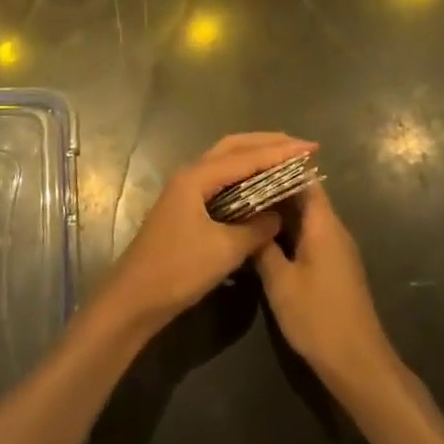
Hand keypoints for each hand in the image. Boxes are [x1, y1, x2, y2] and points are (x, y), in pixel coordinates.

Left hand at [99, 133, 316, 333]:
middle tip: (299, 147)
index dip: (280, 152)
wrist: (133, 299)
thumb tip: (278, 216)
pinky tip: (258, 187)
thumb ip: (255, 229)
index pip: (246, 156)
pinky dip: (243, 177)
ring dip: (254, 157)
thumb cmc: (177, 271)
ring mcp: (185, 190)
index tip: (311, 148)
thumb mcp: (224, 252)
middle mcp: (190, 175)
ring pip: (225, 162)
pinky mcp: (185, 207)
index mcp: (197, 177)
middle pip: (233, 148)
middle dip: (267, 144)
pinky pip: (220, 180)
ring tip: (284, 159)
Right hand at [256, 183, 397, 391]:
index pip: (304, 179)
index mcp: (323, 224)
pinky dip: (288, 232)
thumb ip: (262, 247)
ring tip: (244, 208)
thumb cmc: (318, 318)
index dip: (278, 168)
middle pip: (304, 196)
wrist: (358, 363)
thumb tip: (246, 220)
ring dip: (279, 212)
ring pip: (305, 217)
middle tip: (238, 186)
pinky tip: (263, 239)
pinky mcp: (334, 266)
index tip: (249, 164)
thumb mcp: (280, 283)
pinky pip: (309, 235)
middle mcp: (333, 229)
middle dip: (273, 190)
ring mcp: (336, 248)